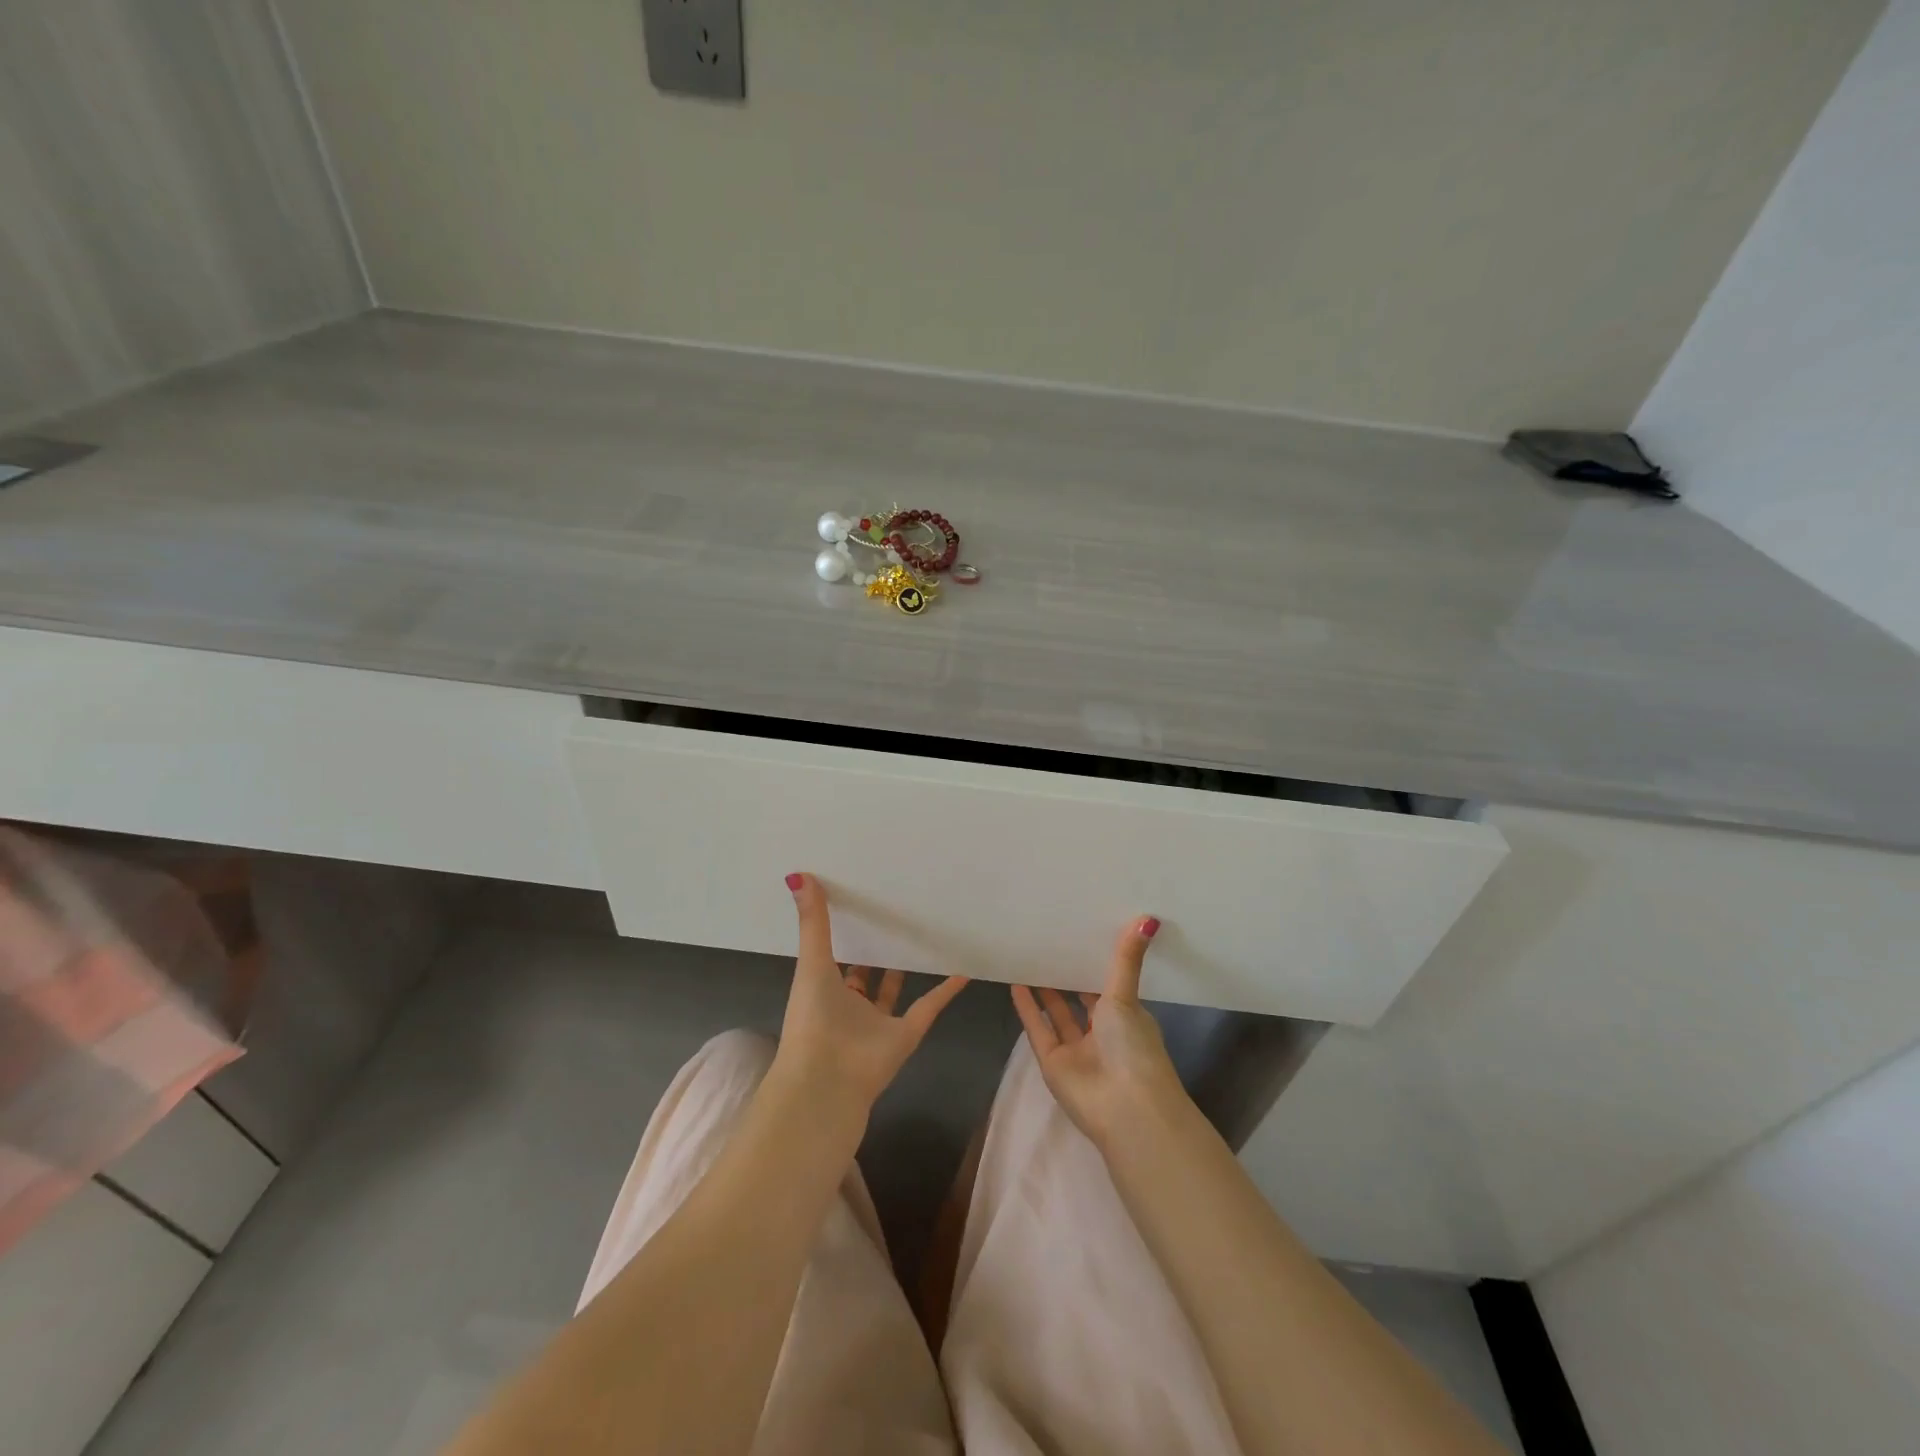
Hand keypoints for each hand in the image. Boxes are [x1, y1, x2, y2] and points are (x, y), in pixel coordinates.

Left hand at [775, 873, 968, 1113]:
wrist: (826, 1079)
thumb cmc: (812, 1018)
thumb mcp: (812, 962)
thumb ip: (813, 922)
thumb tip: (798, 874)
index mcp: (824, 989)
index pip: (835, 958)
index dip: (844, 935)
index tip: (857, 904)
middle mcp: (850, 1005)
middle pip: (865, 974)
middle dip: (875, 951)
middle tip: (894, 915)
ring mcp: (879, 1022)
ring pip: (894, 990)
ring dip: (906, 968)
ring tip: (924, 935)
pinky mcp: (906, 1035)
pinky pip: (929, 1006)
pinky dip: (946, 990)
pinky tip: (963, 969)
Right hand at [1012, 916, 1188, 1151]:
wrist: (1124, 1107)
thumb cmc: (1132, 1047)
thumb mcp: (1127, 997)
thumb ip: (1126, 960)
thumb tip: (1149, 917)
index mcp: (1127, 1018)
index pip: (1109, 986)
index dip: (1095, 963)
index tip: (1081, 933)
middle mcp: (1102, 1033)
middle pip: (1081, 1000)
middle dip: (1067, 975)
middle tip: (1049, 940)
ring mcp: (1076, 1050)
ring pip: (1058, 1014)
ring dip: (1044, 990)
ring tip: (1028, 957)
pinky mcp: (1053, 1063)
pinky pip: (1038, 1029)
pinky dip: (1027, 1009)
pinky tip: (1014, 983)